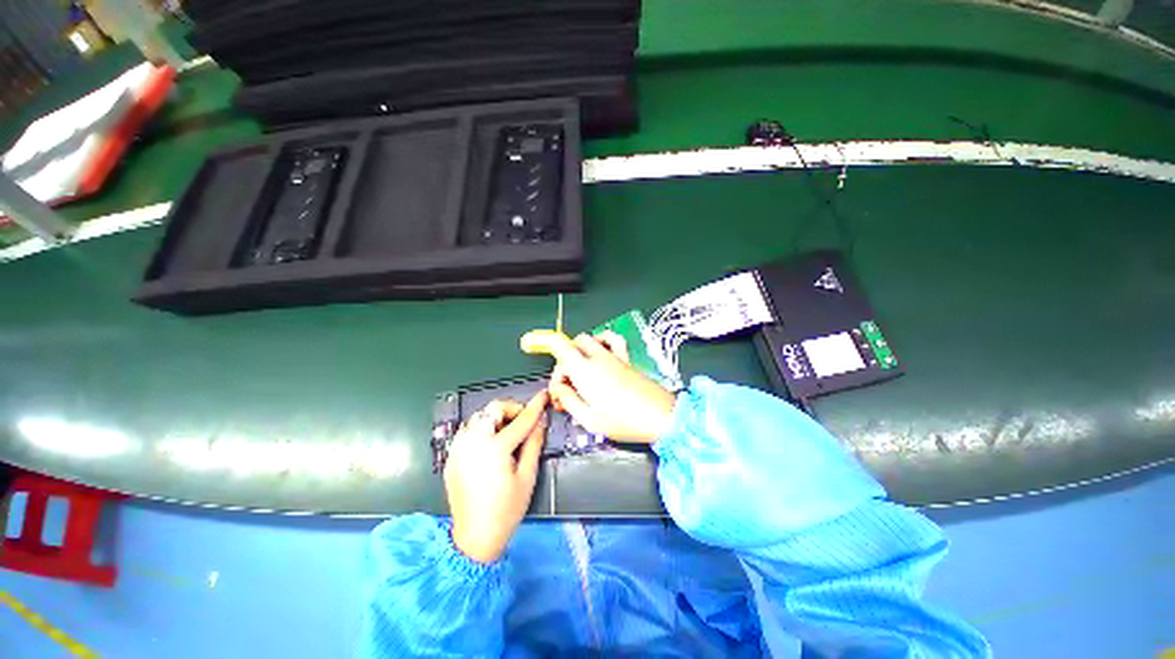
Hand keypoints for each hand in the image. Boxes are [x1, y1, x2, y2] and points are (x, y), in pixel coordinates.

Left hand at [444, 392, 548, 562]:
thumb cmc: (506, 509)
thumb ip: (534, 443)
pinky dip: (481, 428)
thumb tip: (540, 421)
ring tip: (507, 431)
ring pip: (478, 417)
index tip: (543, 395)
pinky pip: (467, 430)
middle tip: (523, 420)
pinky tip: (491, 442)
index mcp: (494, 449)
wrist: (475, 537)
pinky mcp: (452, 456)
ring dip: (495, 417)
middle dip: (511, 409)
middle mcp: (473, 442)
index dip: (534, 406)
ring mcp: (458, 448)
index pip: (520, 420)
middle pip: (493, 409)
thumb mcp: (527, 476)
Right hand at [543, 331, 676, 443]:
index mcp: (584, 371)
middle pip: (572, 345)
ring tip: (582, 369)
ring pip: (590, 339)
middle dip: (564, 361)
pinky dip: (602, 339)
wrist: (660, 416)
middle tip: (568, 385)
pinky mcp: (626, 359)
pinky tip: (601, 351)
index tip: (546, 364)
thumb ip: (569, 400)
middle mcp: (597, 358)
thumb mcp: (589, 419)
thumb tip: (559, 389)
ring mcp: (613, 356)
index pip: (561, 347)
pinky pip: (613, 339)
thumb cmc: (623, 421)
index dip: (548, 347)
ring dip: (580, 349)